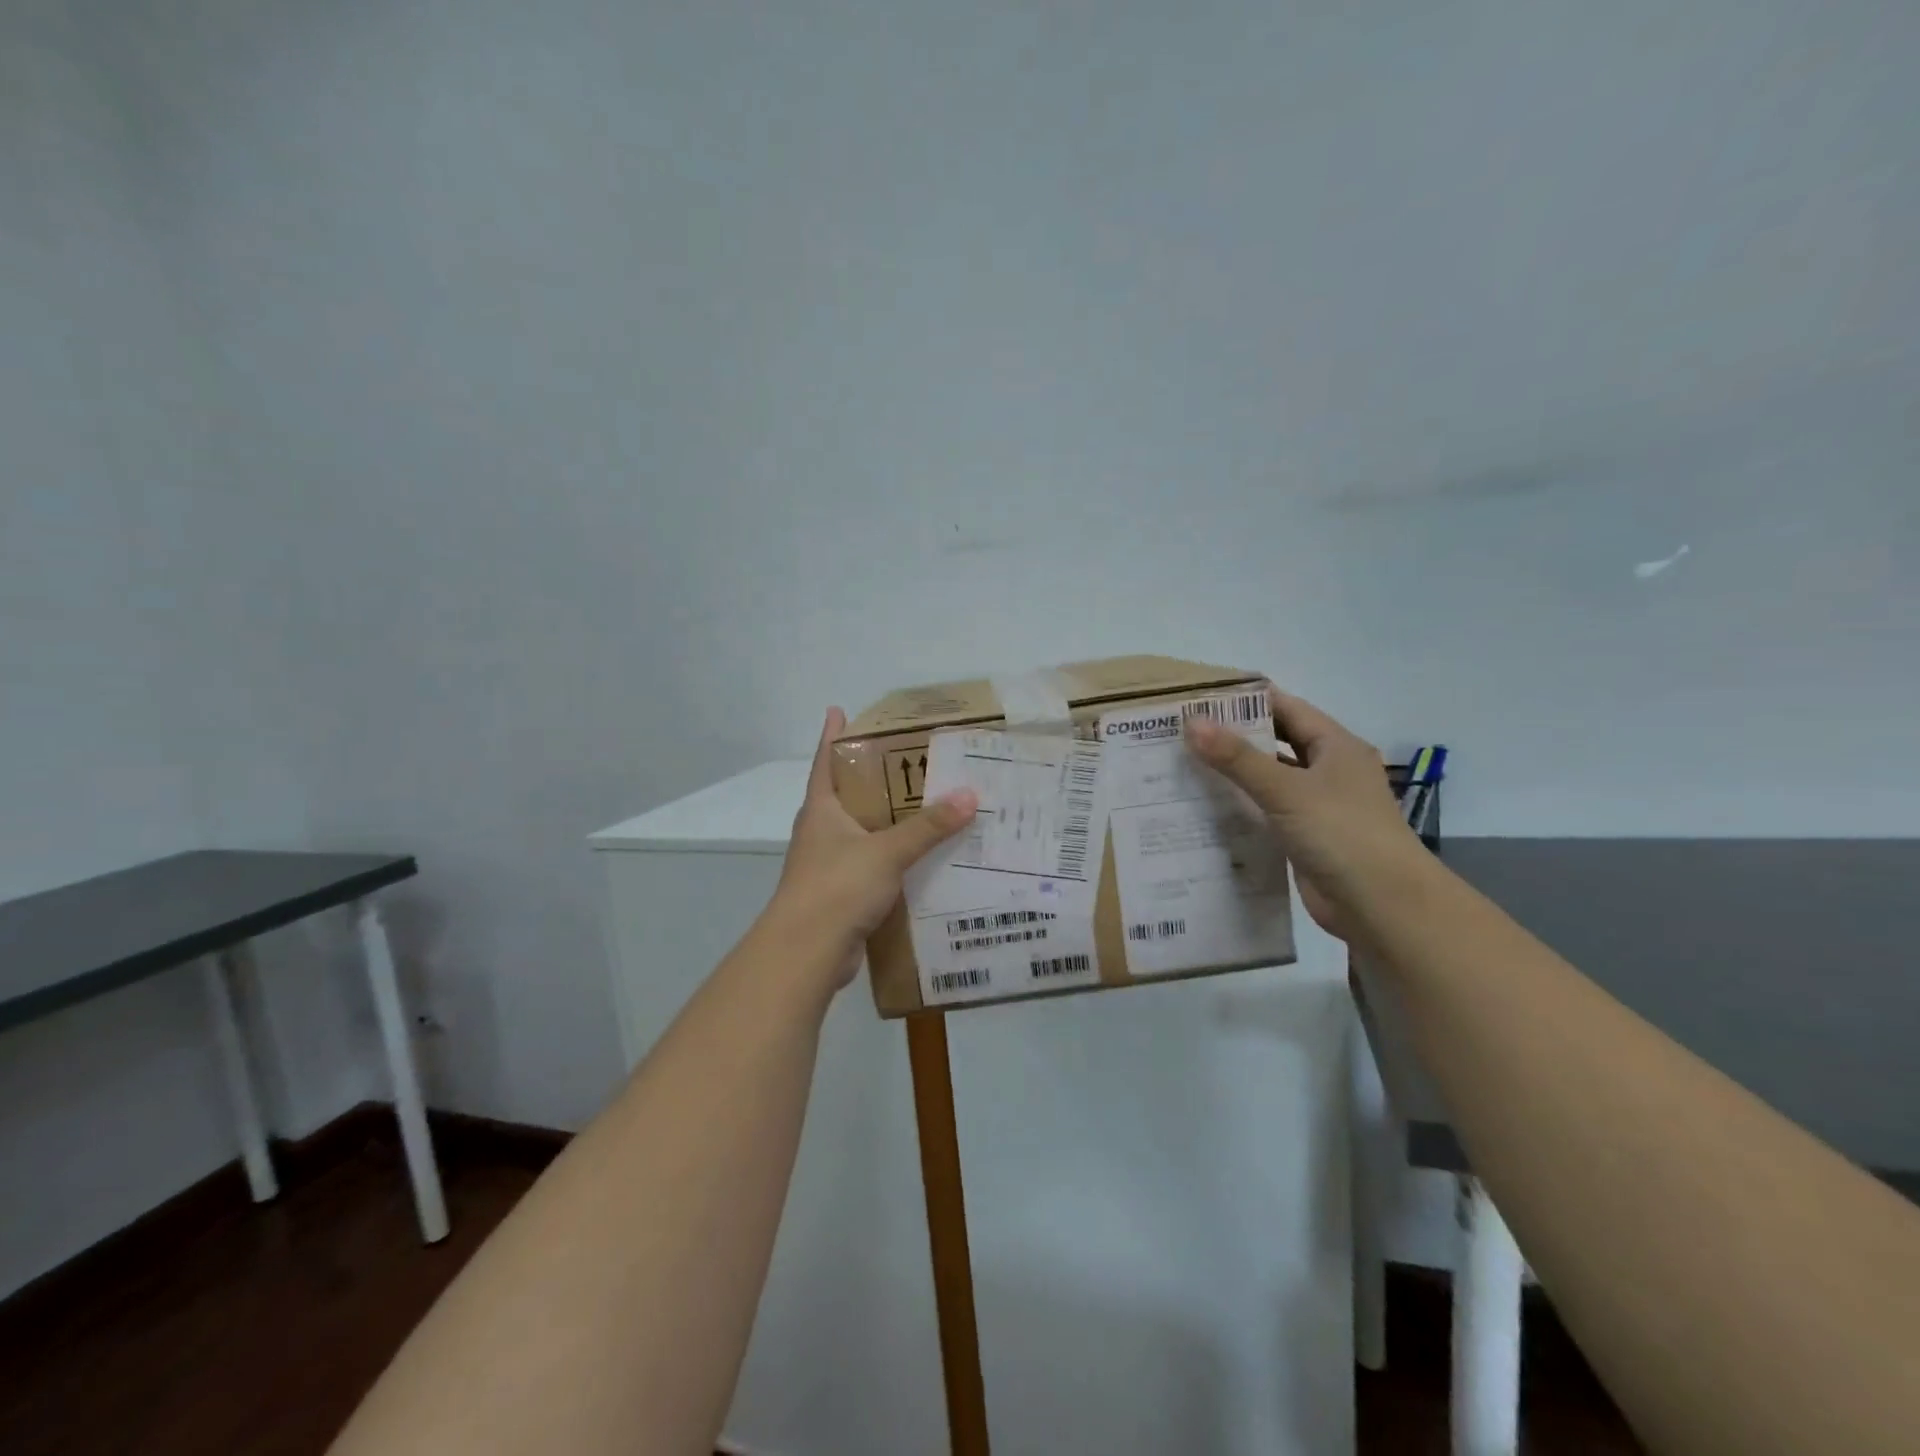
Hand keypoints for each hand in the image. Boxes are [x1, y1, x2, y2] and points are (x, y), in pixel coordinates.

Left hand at [770, 708, 977, 986]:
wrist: (806, 952)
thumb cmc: (837, 887)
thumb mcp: (886, 851)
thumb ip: (927, 826)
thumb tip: (969, 796)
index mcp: (821, 810)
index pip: (826, 761)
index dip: (832, 735)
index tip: (838, 711)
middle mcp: (821, 832)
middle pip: (845, 795)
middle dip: (870, 778)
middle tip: (904, 759)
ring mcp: (827, 864)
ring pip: (861, 833)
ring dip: (885, 821)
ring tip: (922, 807)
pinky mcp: (839, 894)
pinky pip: (870, 866)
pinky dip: (891, 859)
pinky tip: (919, 859)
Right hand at [1183, 686, 1422, 941]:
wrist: (1382, 907)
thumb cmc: (1342, 834)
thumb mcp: (1286, 789)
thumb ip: (1237, 758)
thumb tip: (1192, 722)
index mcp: (1336, 747)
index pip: (1287, 709)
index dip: (1247, 700)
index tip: (1202, 697)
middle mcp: (1328, 771)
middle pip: (1276, 743)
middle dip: (1234, 737)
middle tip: (1182, 732)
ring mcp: (1316, 806)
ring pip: (1268, 780)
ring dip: (1233, 774)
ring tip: (1183, 765)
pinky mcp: (1304, 838)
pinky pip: (1265, 813)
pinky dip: (1239, 808)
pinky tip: (1203, 807)